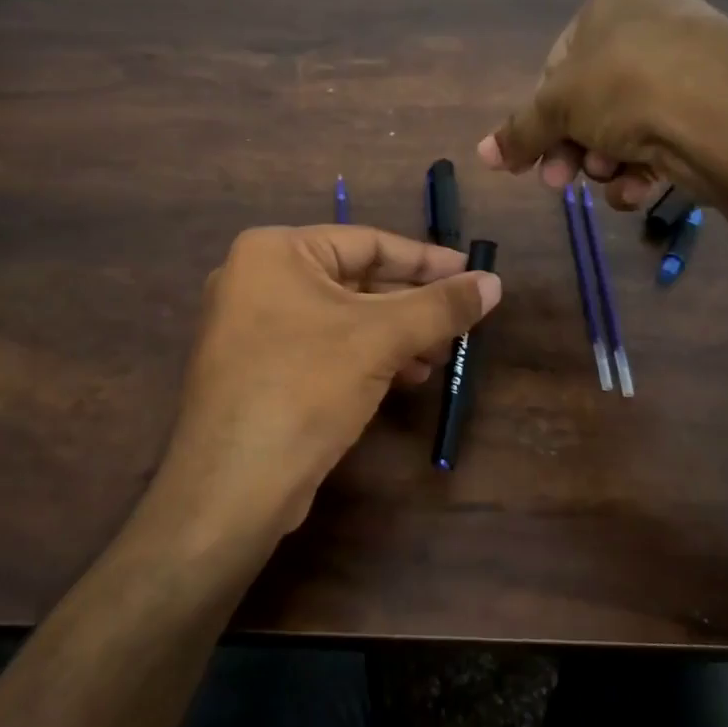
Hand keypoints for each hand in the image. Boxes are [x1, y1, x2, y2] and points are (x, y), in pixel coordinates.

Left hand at [147, 226, 501, 548]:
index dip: (427, 260)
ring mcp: (251, 326)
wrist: (233, 484)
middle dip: (412, 305)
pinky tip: (404, 377)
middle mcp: (256, 279)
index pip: (367, 242)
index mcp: (274, 251)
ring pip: (341, 317)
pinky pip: (322, 346)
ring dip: (395, 334)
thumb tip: (494, 282)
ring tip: (440, 356)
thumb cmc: (305, 386)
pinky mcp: (256, 368)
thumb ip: (440, 306)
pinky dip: (365, 356)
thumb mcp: (381, 338)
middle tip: (462, 322)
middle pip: (355, 279)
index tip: (473, 273)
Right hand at [475, 0, 727, 210]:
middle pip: (590, 98)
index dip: (539, 117)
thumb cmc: (627, 87)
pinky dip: (645, 166)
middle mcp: (653, 19)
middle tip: (558, 183)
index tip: (529, 159)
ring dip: (606, 160)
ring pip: (625, 122)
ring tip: (610, 180)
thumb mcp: (558, 107)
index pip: (557, 64)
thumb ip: (519, 131)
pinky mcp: (717, 100)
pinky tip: (641, 188)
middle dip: (571, 147)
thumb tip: (481, 154)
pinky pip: (664, 132)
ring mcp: (690, 59)